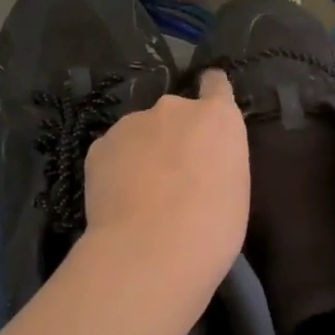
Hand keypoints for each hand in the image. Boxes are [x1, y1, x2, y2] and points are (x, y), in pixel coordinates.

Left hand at [79, 69, 248, 292]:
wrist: (152, 251)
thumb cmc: (212, 228)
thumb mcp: (235, 188)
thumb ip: (218, 160)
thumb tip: (199, 162)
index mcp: (217, 118)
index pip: (216, 84)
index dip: (212, 92)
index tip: (208, 103)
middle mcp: (174, 108)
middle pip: (175, 113)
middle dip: (175, 135)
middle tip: (175, 175)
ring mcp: (132, 124)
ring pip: (140, 133)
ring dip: (144, 151)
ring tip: (142, 193)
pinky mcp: (99, 146)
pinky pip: (114, 152)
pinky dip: (117, 168)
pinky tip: (120, 199)